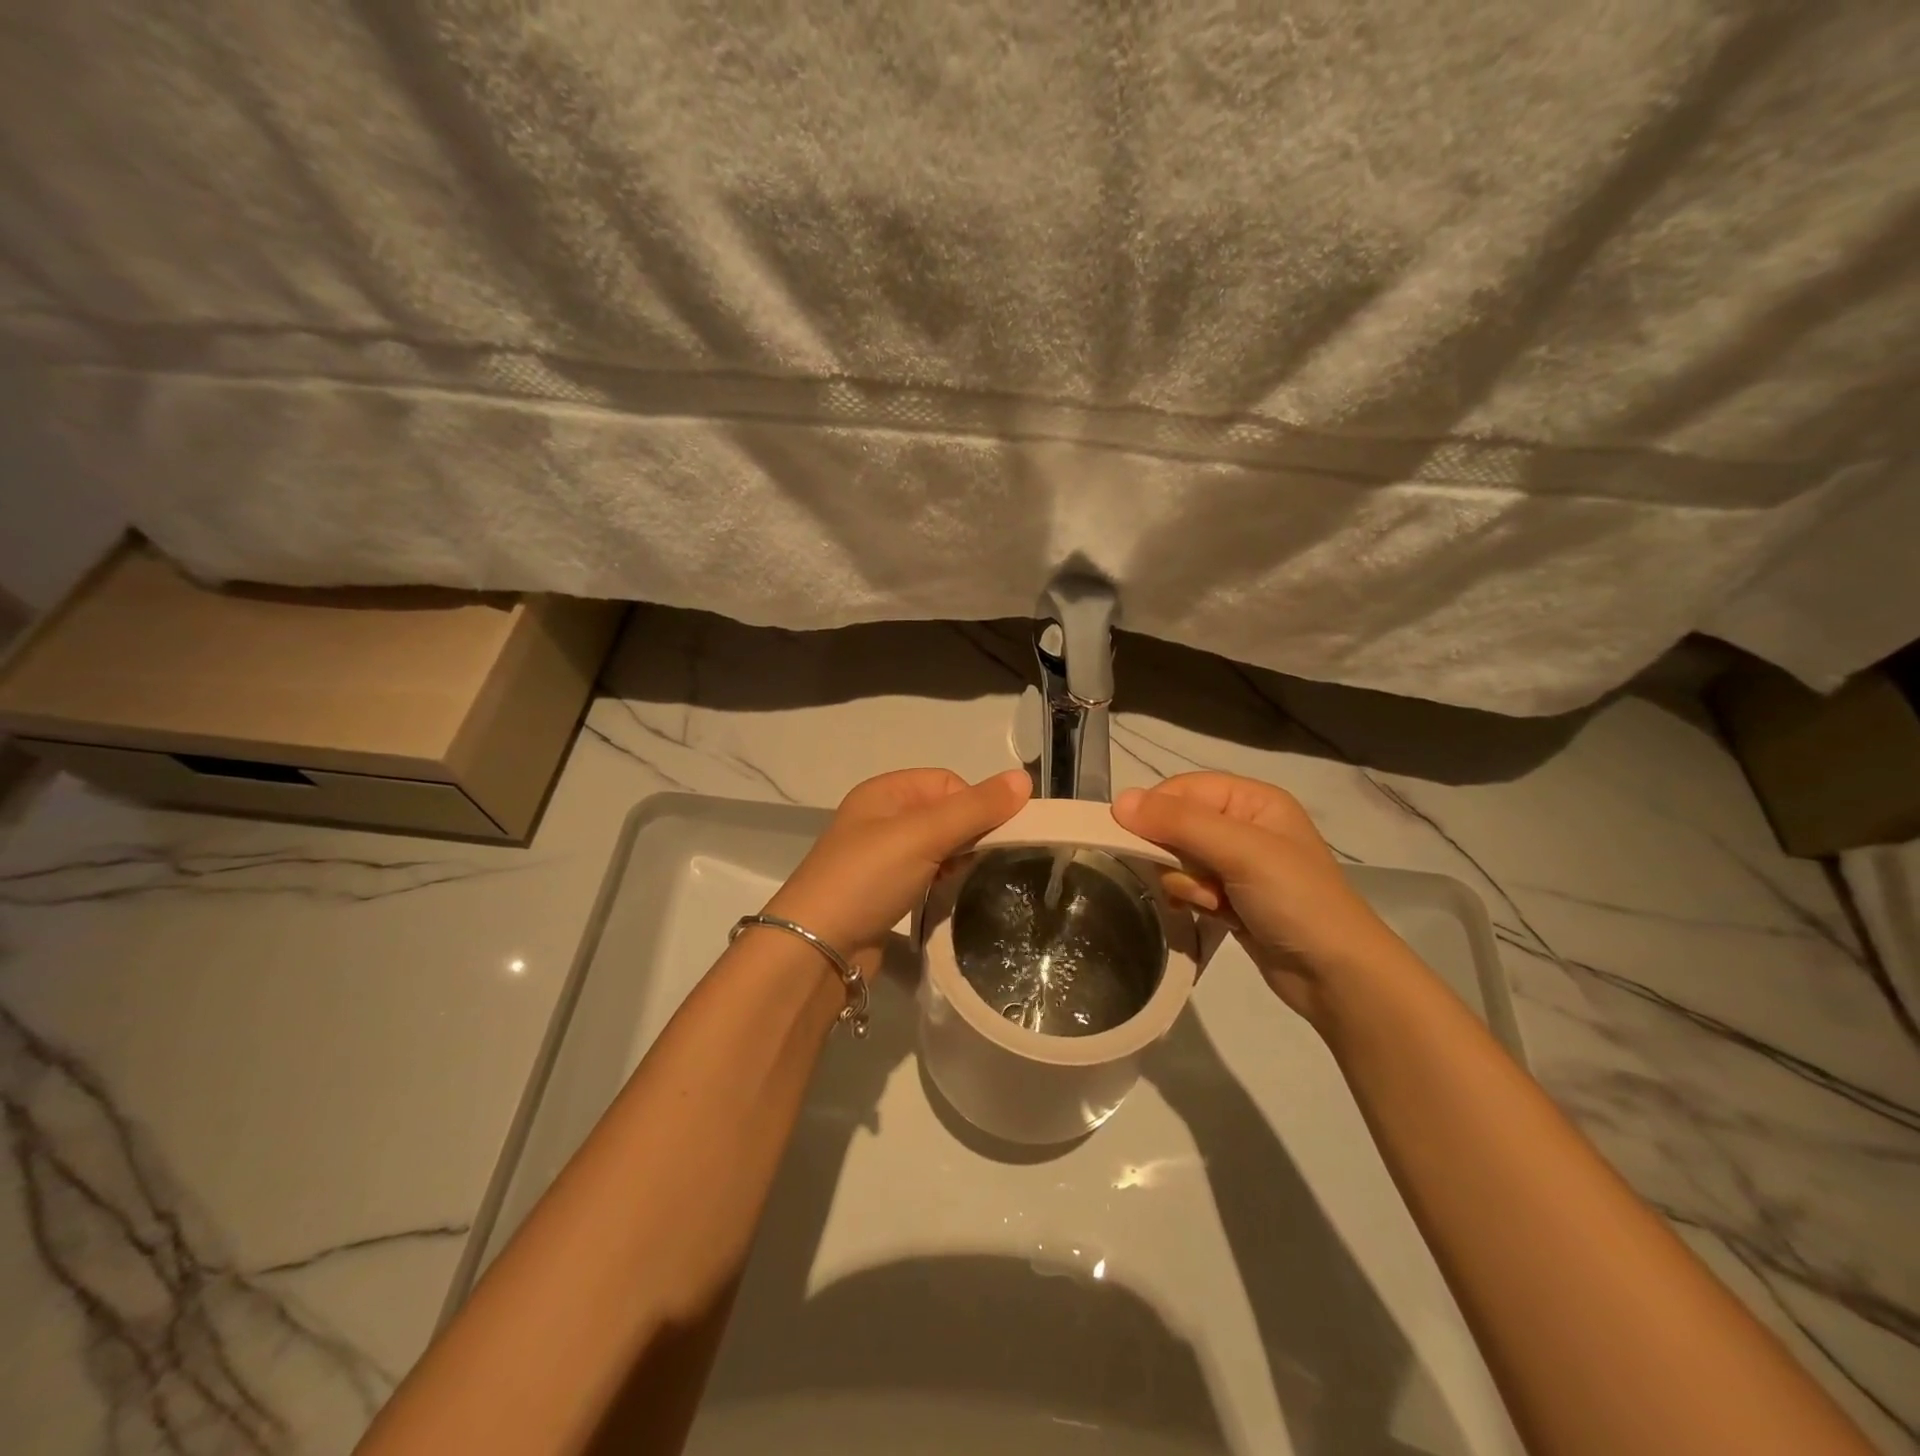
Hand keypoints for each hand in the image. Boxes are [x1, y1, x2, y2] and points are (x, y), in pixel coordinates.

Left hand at [762, 768, 1031, 973]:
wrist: (815, 950)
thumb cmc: (867, 878)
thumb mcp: (923, 835)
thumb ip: (975, 808)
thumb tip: (1024, 779)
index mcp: (884, 792)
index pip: (947, 782)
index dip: (974, 804)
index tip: (989, 837)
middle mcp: (880, 818)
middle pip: (944, 814)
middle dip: (967, 835)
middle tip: (978, 863)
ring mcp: (880, 858)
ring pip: (936, 848)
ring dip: (955, 862)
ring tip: (961, 884)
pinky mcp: (883, 893)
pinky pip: (925, 877)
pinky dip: (940, 884)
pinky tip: (946, 900)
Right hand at [1113, 771, 1409, 1027]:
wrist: (1337, 975)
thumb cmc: (1295, 899)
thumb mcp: (1240, 850)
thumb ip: (1180, 823)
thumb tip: (1119, 801)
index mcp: (1252, 800)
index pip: (1183, 789)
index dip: (1158, 811)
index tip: (1139, 840)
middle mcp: (1243, 826)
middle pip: (1177, 825)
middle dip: (1177, 856)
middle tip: (1199, 880)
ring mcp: (1237, 864)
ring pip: (1178, 860)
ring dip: (1187, 884)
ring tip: (1215, 904)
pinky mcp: (1230, 898)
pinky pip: (1190, 887)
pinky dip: (1193, 901)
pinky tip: (1213, 915)